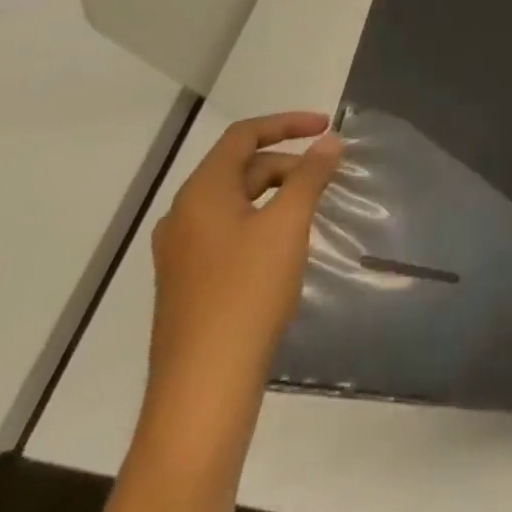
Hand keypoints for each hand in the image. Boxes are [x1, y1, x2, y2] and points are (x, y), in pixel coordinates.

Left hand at [148, 112, 341, 390]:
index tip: (327, 126)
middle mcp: (183, 216)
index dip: (287, 123)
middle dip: (287, 163)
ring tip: (313, 209)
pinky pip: (229, 231)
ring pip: (236, 202)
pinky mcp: (188, 282)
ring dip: (277, 193)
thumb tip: (329, 140)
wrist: (203, 387)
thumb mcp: (288, 225)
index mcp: (200, 194)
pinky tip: (286, 246)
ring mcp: (181, 252)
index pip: (243, 136)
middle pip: (240, 168)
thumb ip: (310, 176)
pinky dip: (262, 221)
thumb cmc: (247, 293)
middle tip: (327, 177)